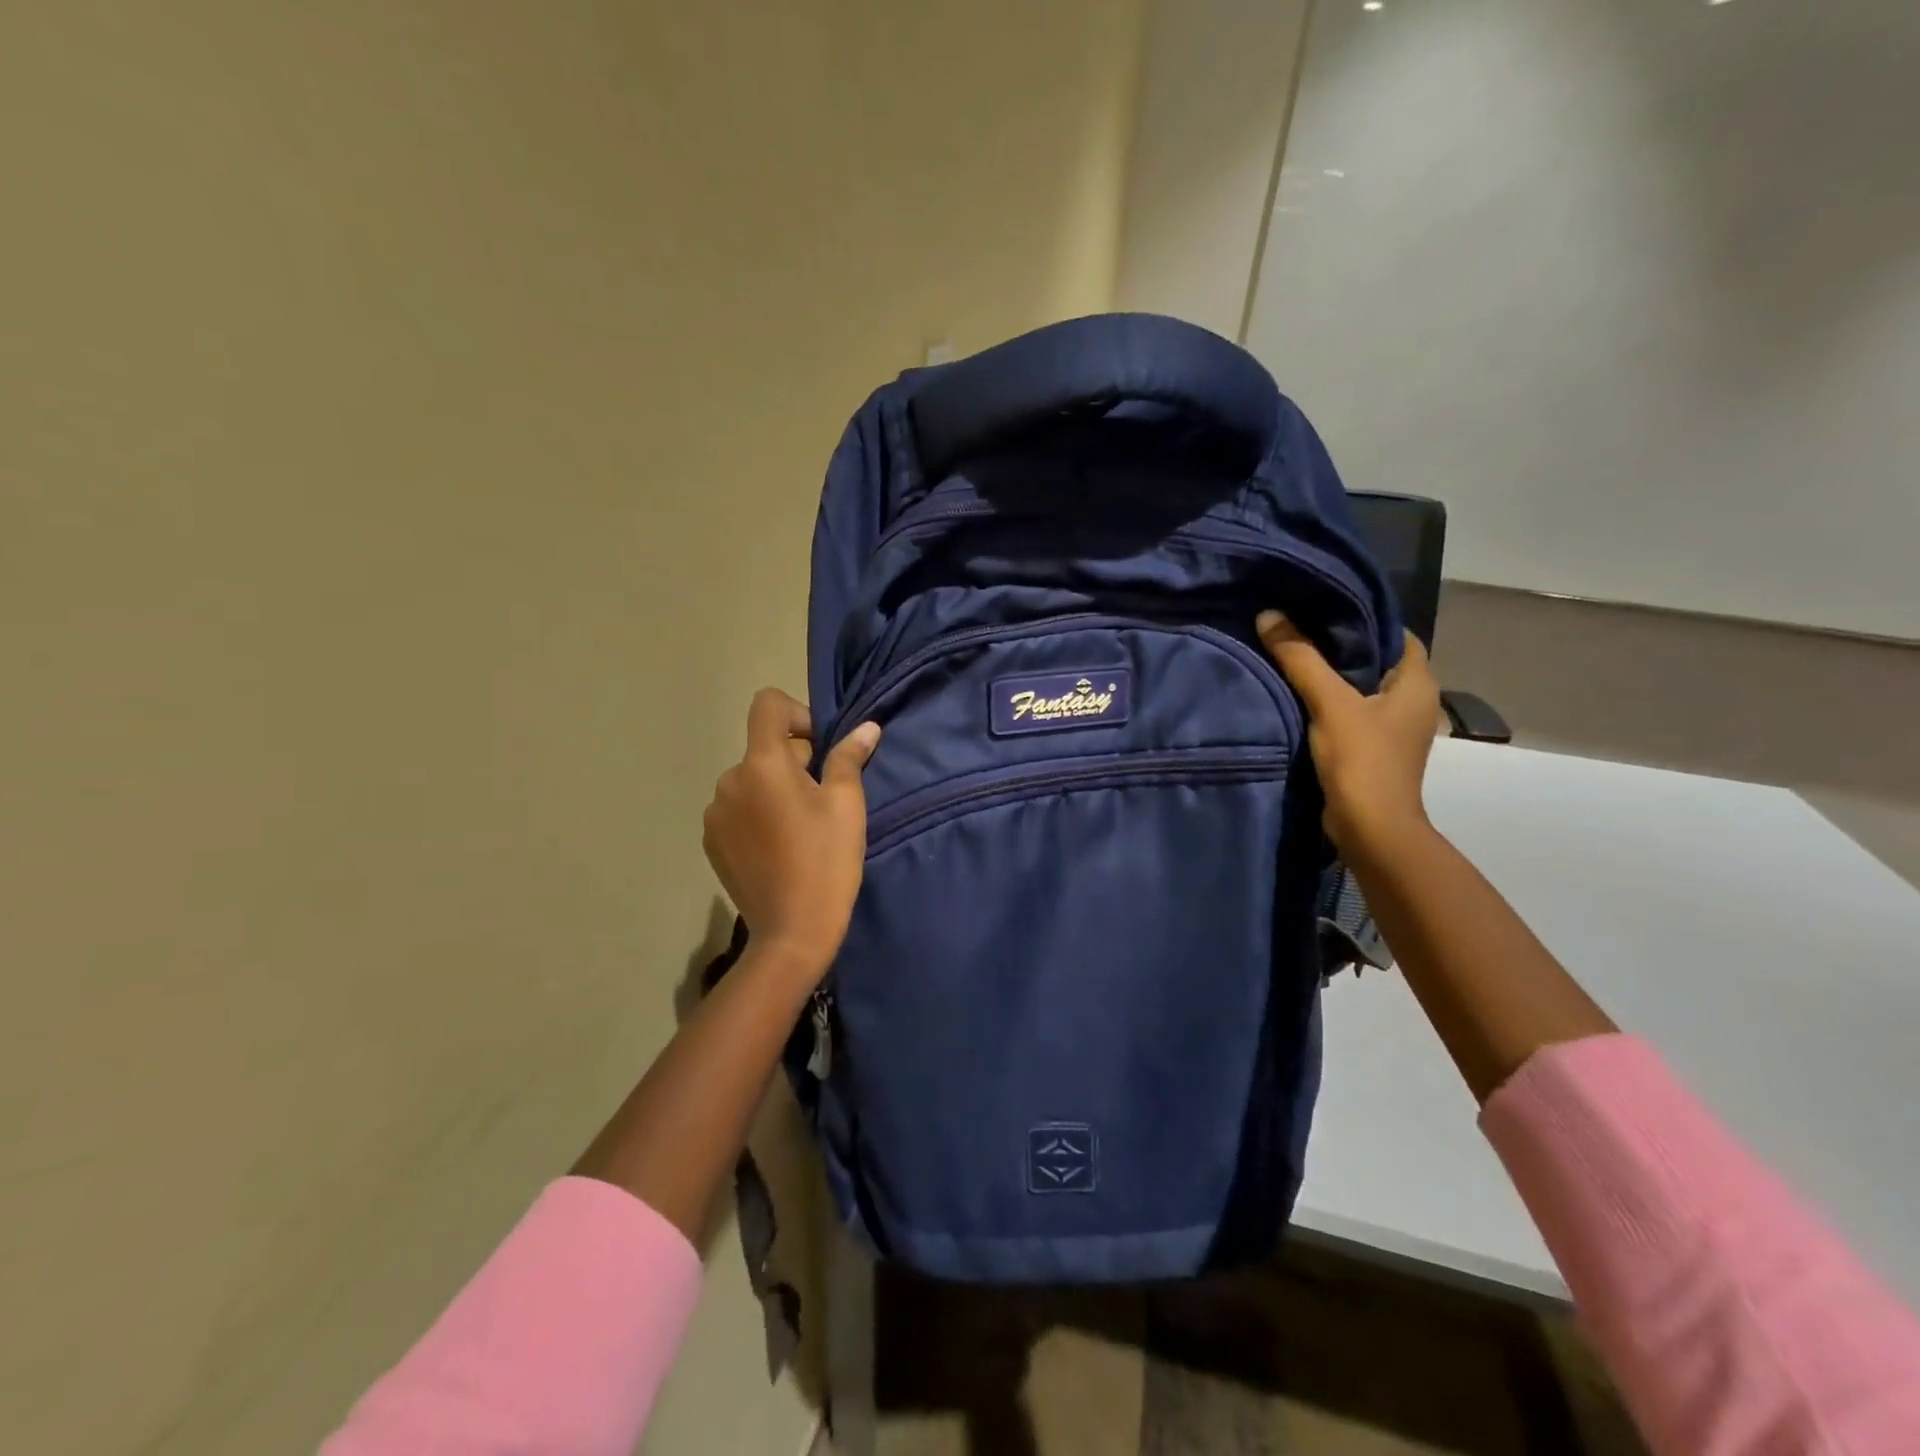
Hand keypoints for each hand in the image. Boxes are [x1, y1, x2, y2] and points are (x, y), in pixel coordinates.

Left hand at [702, 689, 881, 975]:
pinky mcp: (711, 841)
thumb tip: (866, 727)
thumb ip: (849, 758)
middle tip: (821, 800)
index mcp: (762, 764)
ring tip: (799, 828)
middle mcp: (729, 780)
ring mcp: (714, 813)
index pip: (767, 705)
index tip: (819, 749)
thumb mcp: (847, 805)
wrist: (791, 932)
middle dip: (793, 761)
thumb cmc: (826, 862)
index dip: (797, 714)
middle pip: (762, 747)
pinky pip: (736, 808)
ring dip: (773, 789)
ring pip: (750, 780)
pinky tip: (777, 848)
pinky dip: (756, 814)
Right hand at [1256, 612, 1438, 858]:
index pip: (1395, 633)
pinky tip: (1297, 695)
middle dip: (1340, 644)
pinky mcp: (1374, 748)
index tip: (1321, 606)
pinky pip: (1351, 711)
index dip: (1362, 617)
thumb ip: (1300, 658)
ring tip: (1291, 655)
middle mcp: (1413, 701)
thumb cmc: (1362, 760)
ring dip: (1331, 675)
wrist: (1370, 828)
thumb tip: (1269, 615)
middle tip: (1297, 626)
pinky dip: (1328, 701)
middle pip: (1375, 658)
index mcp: (1417, 682)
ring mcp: (1394, 727)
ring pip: (1361, 687)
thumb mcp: (1329, 703)